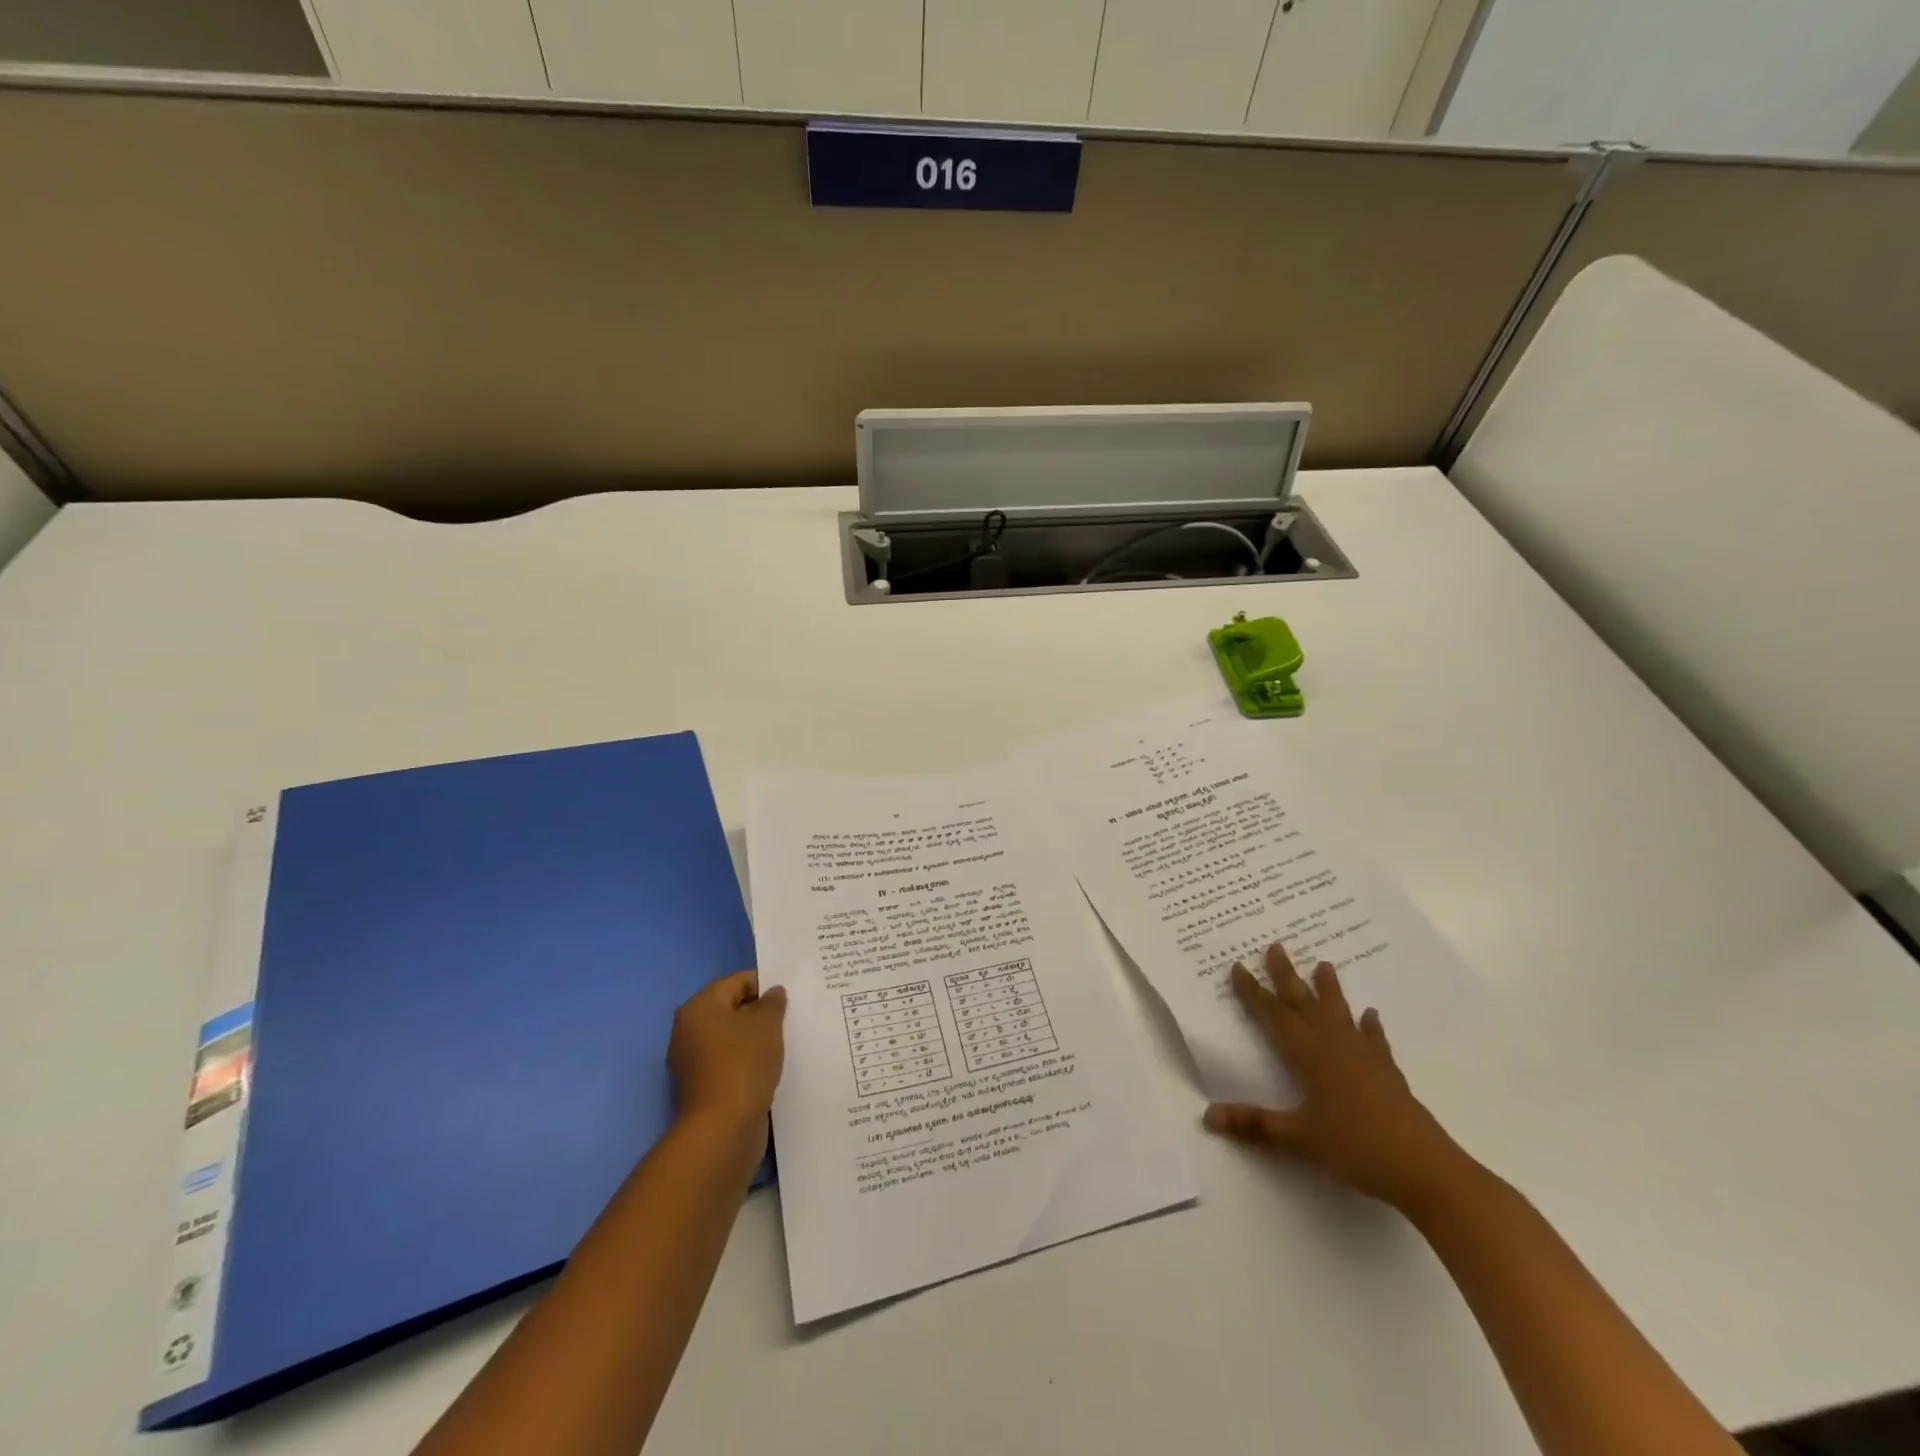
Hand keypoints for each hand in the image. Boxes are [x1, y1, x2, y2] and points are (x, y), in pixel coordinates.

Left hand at [667, 970, 786, 1144]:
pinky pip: (728, 1062)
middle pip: (730, 1009)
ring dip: (754, 1038)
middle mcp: (688, 1031)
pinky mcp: (701, 1088)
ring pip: (730, 1038)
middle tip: (790, 1016)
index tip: (790, 994)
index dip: (764, 983)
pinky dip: (747, 1061)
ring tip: (784, 1041)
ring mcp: (691, 1062)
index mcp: (698, 1007)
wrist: (723, 1128)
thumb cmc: (743, 1063)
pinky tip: (770, 1066)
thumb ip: (772, 1003)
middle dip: (759, 1012)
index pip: (735, 982)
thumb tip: (773, 993)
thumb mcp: (767, 1024)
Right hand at [1203, 942, 1464, 1211]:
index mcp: (1309, 1056)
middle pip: (1305, 1004)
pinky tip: (1371, 1016)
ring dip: (1330, 990)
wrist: (1426, 1170)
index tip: (1238, 966)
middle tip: (1276, 946)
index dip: (1253, 992)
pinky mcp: (1388, 1074)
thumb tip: (1208, 1116)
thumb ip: (1255, 1125)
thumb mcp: (1299, 1139)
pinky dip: (1370, 1027)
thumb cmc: (1357, 1149)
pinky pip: (1375, 1041)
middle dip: (1287, 976)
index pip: (1274, 1016)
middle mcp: (1334, 1047)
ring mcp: (1365, 1058)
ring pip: (1340, 1014)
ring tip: (1324, 964)